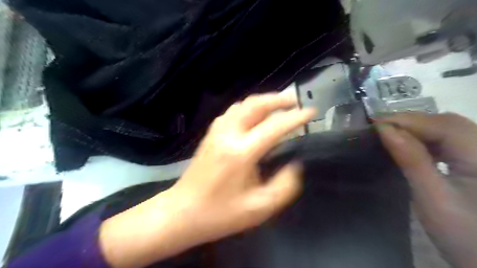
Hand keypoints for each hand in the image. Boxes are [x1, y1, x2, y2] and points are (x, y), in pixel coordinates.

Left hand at [99, 93, 315, 267]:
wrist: (183, 212)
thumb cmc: (221, 213)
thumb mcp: (259, 208)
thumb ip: (284, 186)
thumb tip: (295, 165)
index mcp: (240, 153)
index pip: (274, 127)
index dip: (295, 118)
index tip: (310, 112)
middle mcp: (227, 135)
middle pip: (254, 105)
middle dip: (277, 99)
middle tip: (294, 100)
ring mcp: (216, 132)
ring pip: (242, 105)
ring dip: (262, 101)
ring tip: (278, 106)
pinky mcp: (210, 135)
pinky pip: (232, 112)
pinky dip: (248, 108)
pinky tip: (254, 116)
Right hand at [379, 112, 476, 267]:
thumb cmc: (464, 236)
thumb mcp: (432, 198)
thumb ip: (411, 160)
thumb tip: (384, 130)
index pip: (444, 126)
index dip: (407, 120)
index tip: (374, 123)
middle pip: (448, 122)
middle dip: (410, 121)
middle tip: (378, 126)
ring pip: (449, 128)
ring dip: (417, 127)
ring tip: (388, 131)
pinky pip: (450, 140)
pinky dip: (426, 137)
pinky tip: (409, 143)